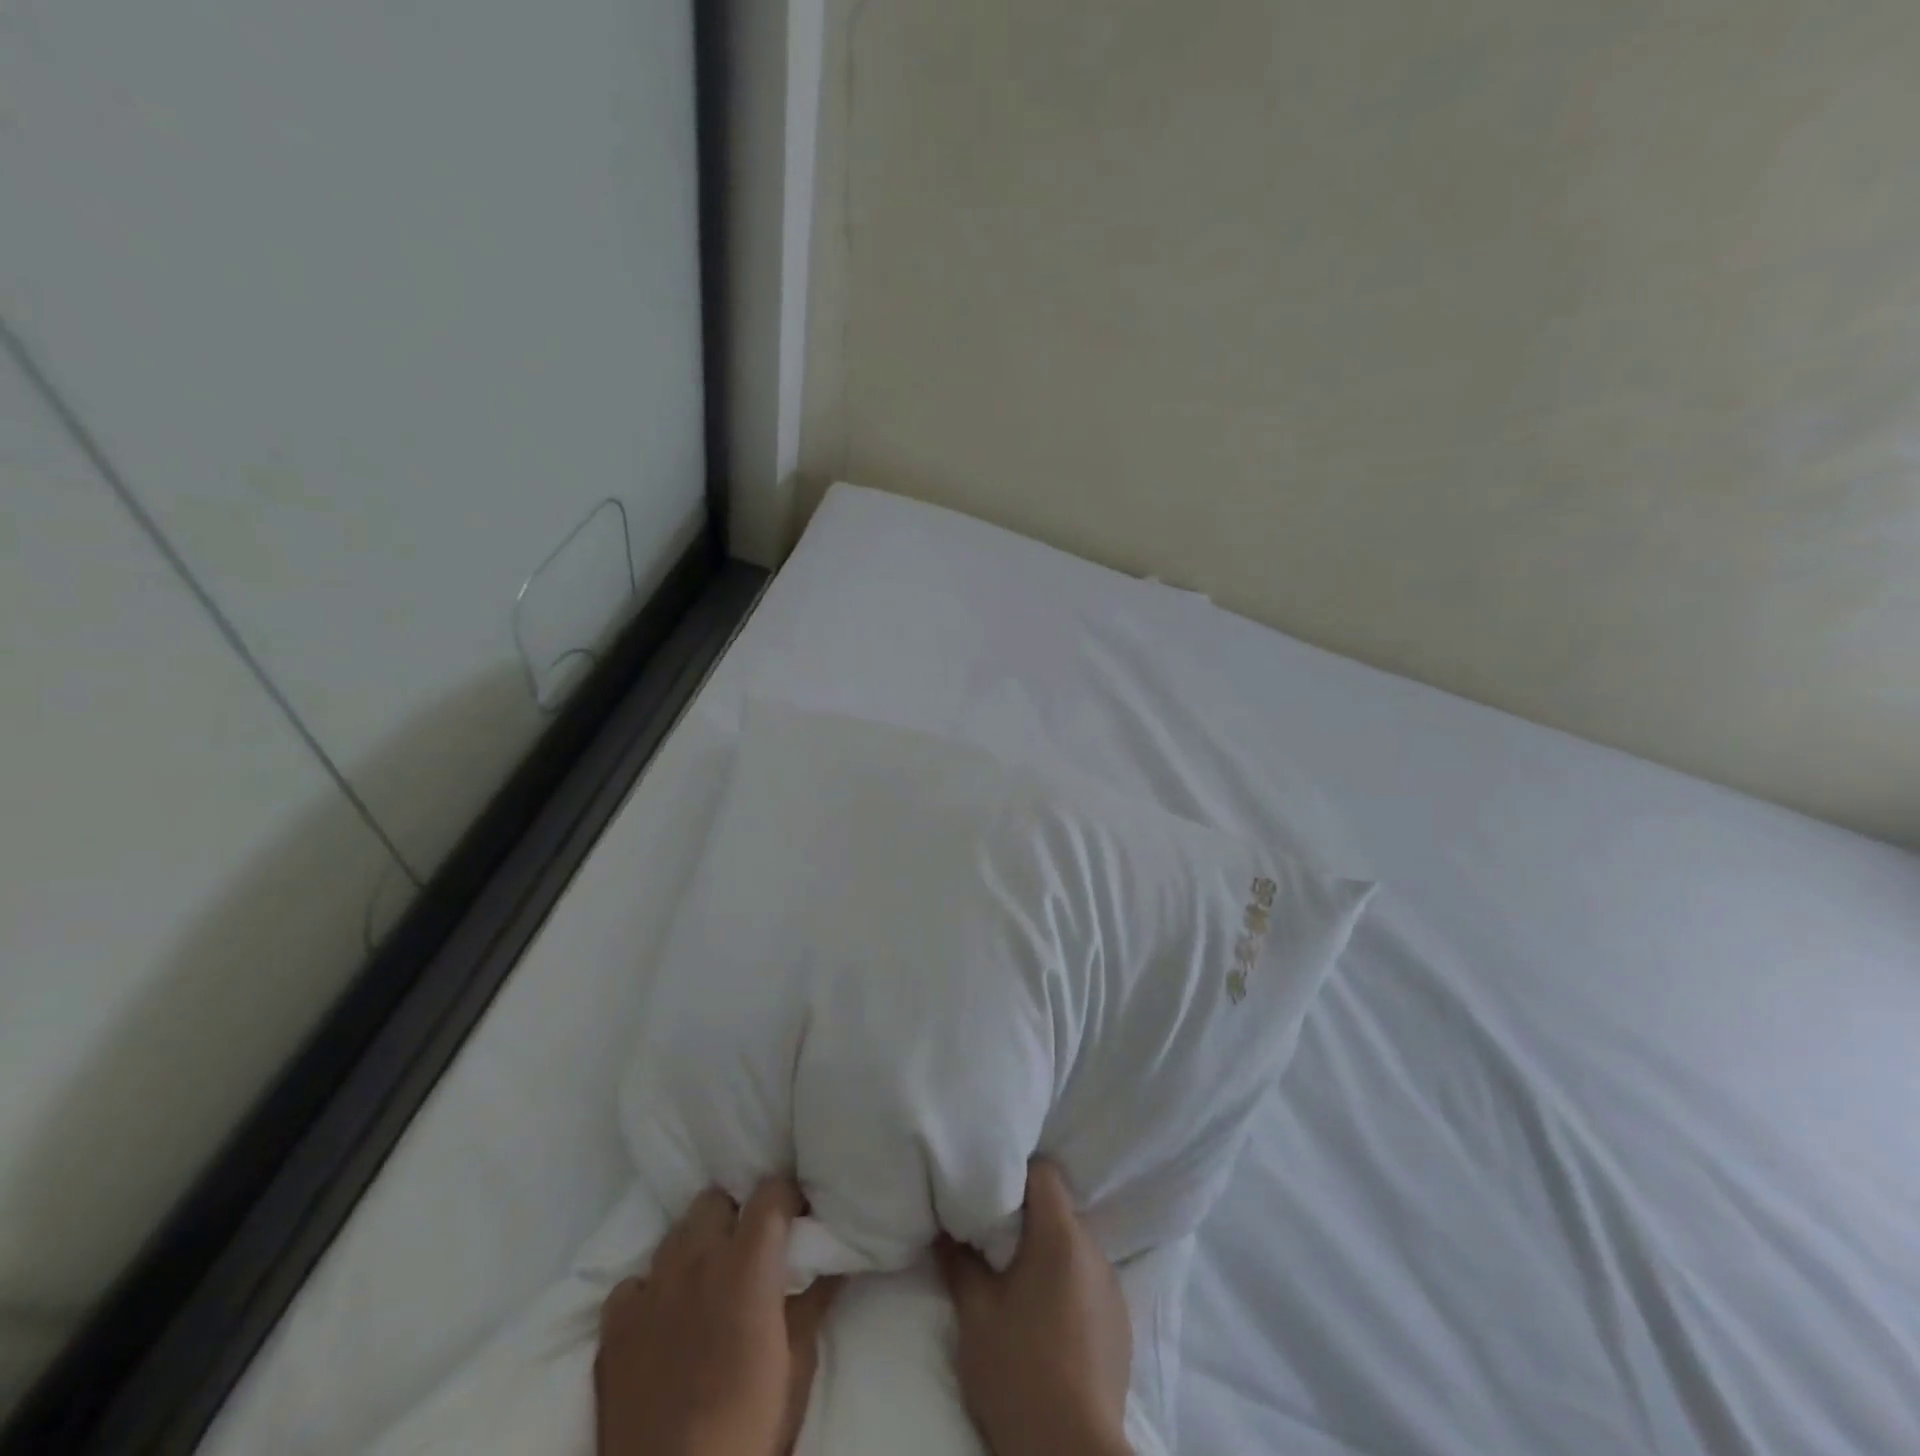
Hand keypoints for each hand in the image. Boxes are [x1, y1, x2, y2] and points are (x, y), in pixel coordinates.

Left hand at [595, 1179, 839, 1455]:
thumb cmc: (752, 1426)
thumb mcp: (798, 1365)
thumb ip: (812, 1304)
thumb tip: (834, 1266)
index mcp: (748, 1263)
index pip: (770, 1191)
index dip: (785, 1197)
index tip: (794, 1215)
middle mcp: (697, 1259)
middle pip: (714, 1200)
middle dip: (733, 1215)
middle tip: (747, 1249)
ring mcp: (652, 1289)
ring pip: (674, 1234)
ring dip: (693, 1247)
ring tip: (705, 1280)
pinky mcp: (615, 1326)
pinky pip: (632, 1283)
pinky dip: (649, 1291)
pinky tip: (660, 1318)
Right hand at [935, 1162, 1132, 1455]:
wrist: (1072, 1452)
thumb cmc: (1019, 1370)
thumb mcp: (975, 1313)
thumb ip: (959, 1261)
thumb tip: (944, 1228)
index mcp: (1062, 1235)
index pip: (1044, 1172)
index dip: (1015, 1172)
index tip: (989, 1189)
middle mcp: (1094, 1250)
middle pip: (1059, 1210)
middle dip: (1027, 1217)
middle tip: (993, 1236)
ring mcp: (1113, 1288)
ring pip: (1074, 1247)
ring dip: (1048, 1253)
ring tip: (1017, 1280)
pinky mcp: (1120, 1324)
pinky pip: (1089, 1282)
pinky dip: (1067, 1285)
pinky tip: (1046, 1318)